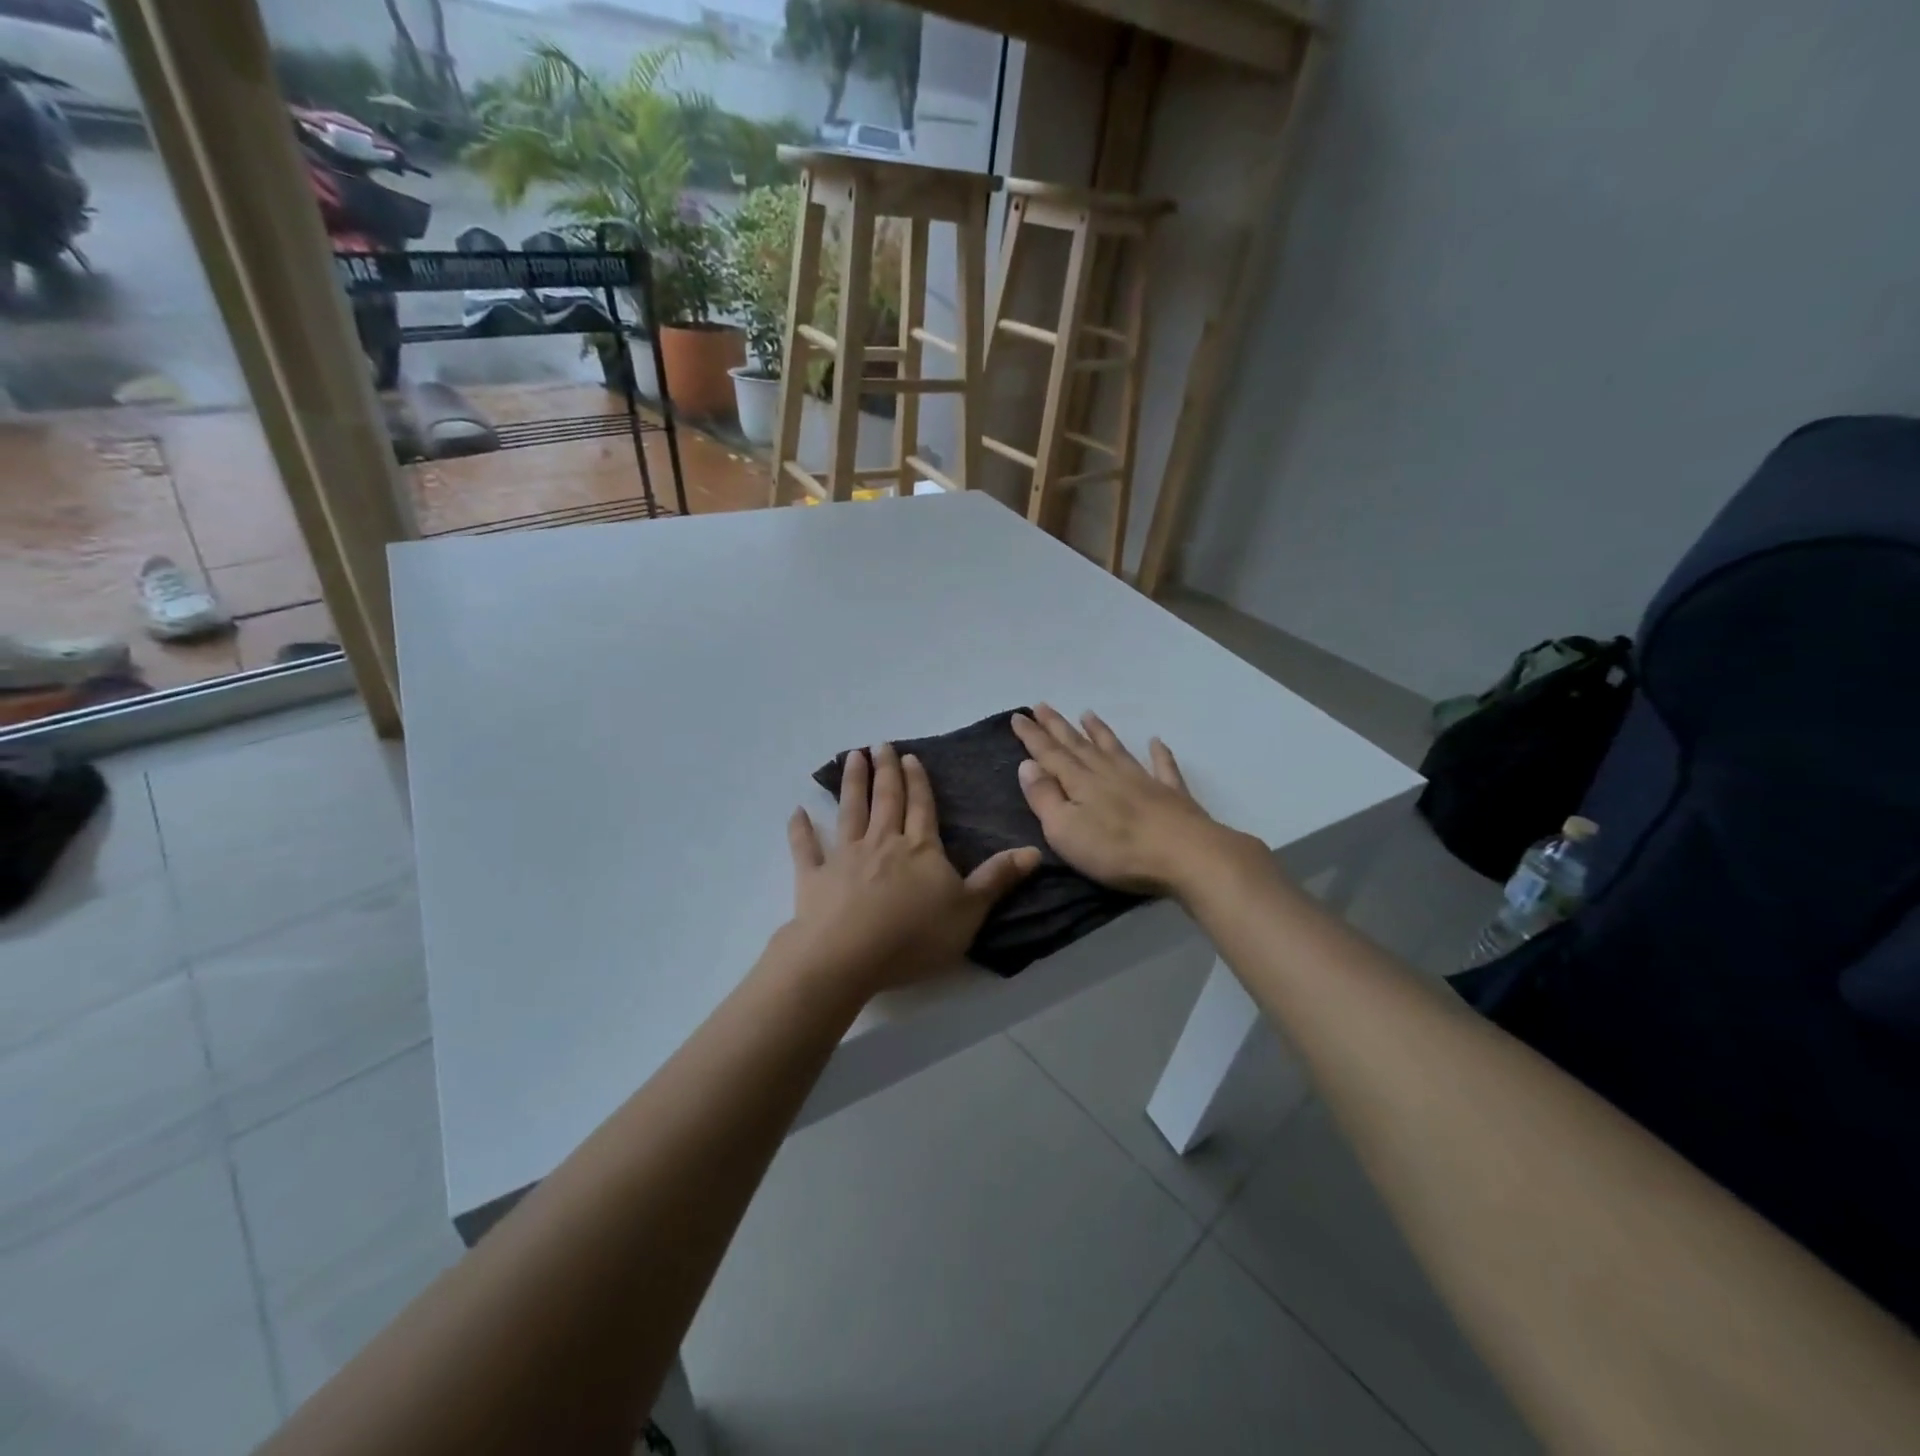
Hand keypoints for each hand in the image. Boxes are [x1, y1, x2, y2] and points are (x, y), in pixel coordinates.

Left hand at [779, 742, 1039, 996]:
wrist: (847, 956)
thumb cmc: (914, 936)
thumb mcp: (969, 911)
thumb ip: (998, 879)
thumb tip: (1035, 850)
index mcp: (920, 848)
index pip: (922, 807)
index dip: (918, 782)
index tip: (910, 757)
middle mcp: (882, 842)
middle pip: (886, 800)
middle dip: (886, 771)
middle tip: (881, 745)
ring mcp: (845, 856)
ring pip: (850, 811)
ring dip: (852, 784)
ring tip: (853, 757)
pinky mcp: (813, 877)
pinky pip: (806, 848)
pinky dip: (801, 829)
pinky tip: (797, 811)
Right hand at [1012, 706, 1252, 897]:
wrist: (1185, 855)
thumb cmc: (1117, 850)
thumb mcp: (1065, 830)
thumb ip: (1045, 797)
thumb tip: (1027, 765)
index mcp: (1080, 783)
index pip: (1049, 754)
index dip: (1032, 736)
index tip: (1018, 715)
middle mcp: (1108, 773)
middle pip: (1078, 745)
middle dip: (1058, 726)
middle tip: (1043, 706)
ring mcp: (1142, 780)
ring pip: (1115, 749)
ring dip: (1100, 731)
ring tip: (1088, 713)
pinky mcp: (1171, 794)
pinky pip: (1163, 767)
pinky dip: (1159, 753)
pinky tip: (1156, 742)